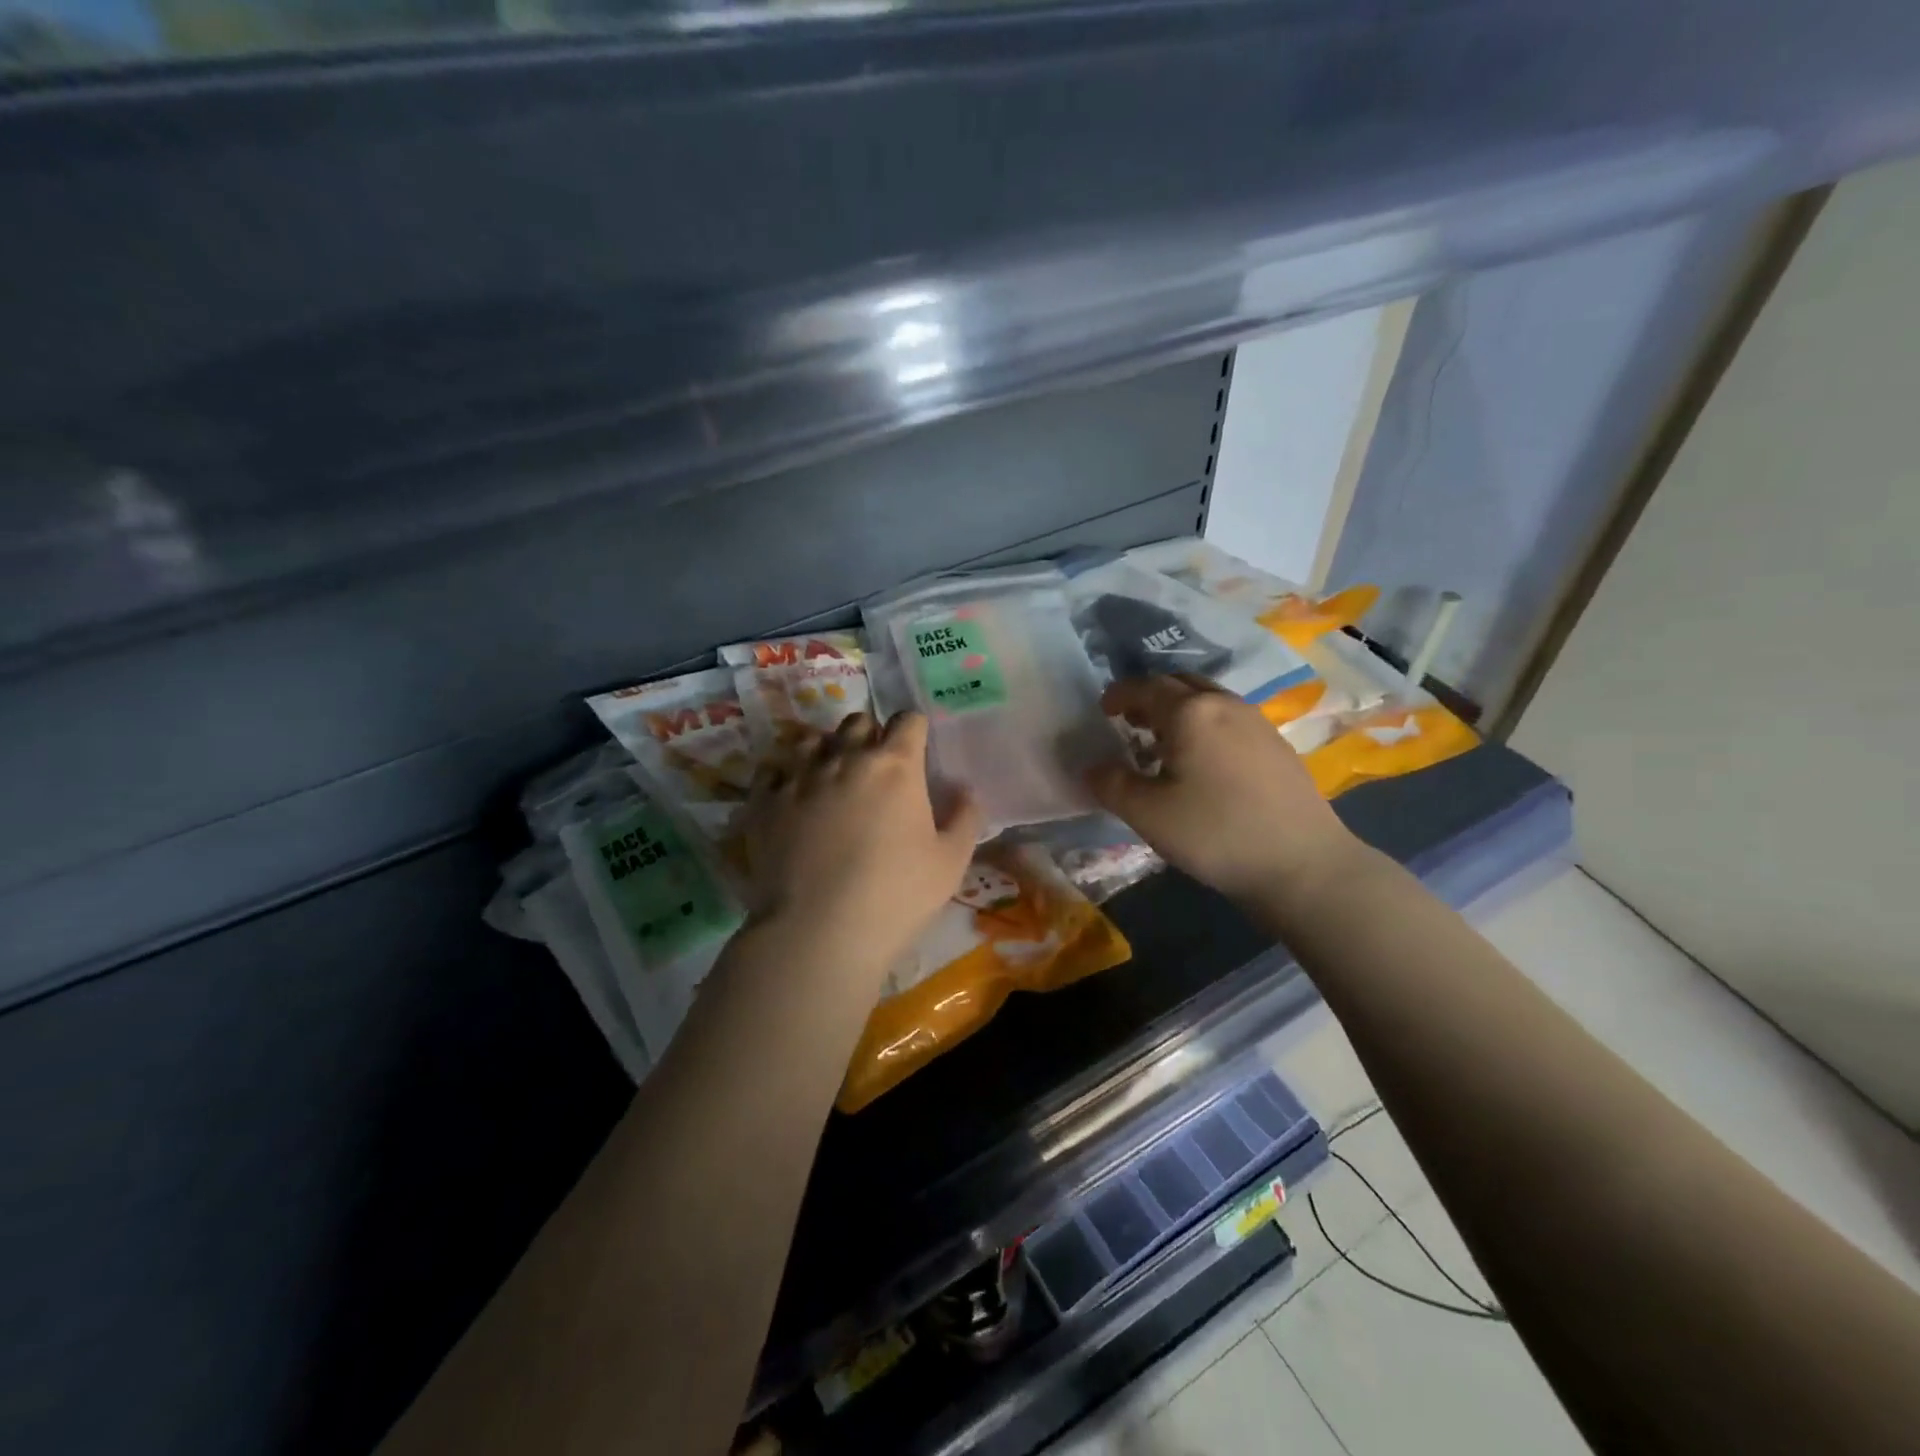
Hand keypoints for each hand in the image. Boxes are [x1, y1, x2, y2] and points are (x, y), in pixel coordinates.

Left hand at [739, 712, 981, 981]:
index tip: (916, 749)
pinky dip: (785, 777)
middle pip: (858, 722)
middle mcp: (844, 758)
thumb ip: (964, 817)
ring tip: (830, 778)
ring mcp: (798, 777)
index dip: (914, 730)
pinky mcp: (764, 802)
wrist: (818, 932)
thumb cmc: (896, 896)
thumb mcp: (950, 862)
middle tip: (875, 767)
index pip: (907, 721)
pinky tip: (792, 798)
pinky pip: (772, 771)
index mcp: (895, 766)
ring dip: (826, 750)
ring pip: (811, 740)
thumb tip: (965, 789)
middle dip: (870, 735)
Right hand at [1088, 675, 1361, 904]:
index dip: (1119, 694)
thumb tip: (1092, 767)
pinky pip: (1229, 719)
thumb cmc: (1215, 833)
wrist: (1302, 864)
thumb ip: (1111, 784)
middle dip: (1150, 696)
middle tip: (1130, 722)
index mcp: (1190, 712)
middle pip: (1180, 683)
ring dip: (1179, 709)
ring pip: (1208, 699)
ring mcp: (1257, 722)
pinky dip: (1204, 725)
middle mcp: (1225, 704)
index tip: (1103, 710)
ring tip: (1163, 743)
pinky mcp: (1276, 745)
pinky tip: (1202, 762)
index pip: (1145, 687)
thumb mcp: (1147, 814)